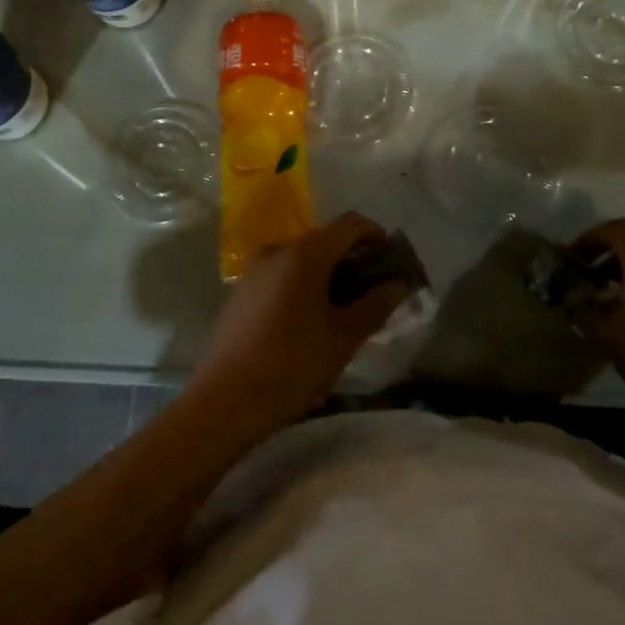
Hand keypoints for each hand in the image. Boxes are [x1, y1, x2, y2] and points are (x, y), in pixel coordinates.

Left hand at [189, 213, 410, 433]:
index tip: (391, 261)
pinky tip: (309, 319)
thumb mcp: (343, 339)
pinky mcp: (241, 291)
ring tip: (344, 309)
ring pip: (301, 258)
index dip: (376, 235)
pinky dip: (302, 284)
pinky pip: (280, 274)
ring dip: (327, 273)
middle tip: (373, 291)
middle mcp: (276, 250)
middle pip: (324, 240)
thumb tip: (399, 285)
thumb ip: (375, 306)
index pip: (349, 224)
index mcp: (304, 254)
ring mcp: (254, 270)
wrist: (225, 400)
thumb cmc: (292, 366)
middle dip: (352, 259)